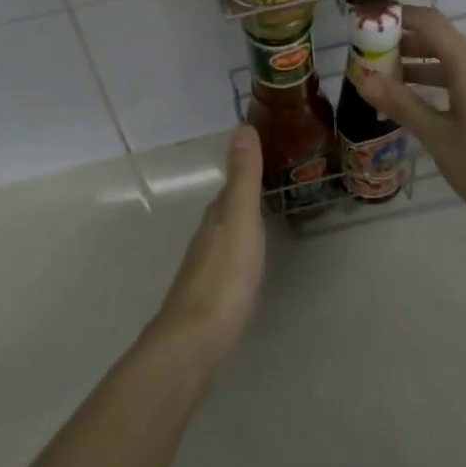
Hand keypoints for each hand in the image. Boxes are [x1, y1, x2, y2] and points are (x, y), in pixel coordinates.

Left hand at [150, 126, 265, 367]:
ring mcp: (205, 268)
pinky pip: (227, 261)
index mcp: (216, 216)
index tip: (264, 156)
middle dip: (243, 197)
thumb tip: (242, 126)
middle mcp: (207, 237)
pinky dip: (239, 252)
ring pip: (225, 235)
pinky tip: (246, 264)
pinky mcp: (209, 297)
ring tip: (262, 219)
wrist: (195, 340)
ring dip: (240, 225)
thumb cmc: (225, 275)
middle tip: (270, 185)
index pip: (231, 186)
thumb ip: (243, 177)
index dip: (245, 171)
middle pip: (226, 209)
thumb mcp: (241, 219)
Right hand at [354, 4, 465, 227]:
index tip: (368, 24)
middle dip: (404, 43)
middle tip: (369, 56)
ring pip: (454, 59)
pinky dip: (440, 79)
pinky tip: (419, 99)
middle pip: (441, 39)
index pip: (430, 22)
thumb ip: (400, 103)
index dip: (398, 17)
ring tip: (386, 78)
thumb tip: (362, 78)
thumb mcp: (437, 137)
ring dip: (420, 63)